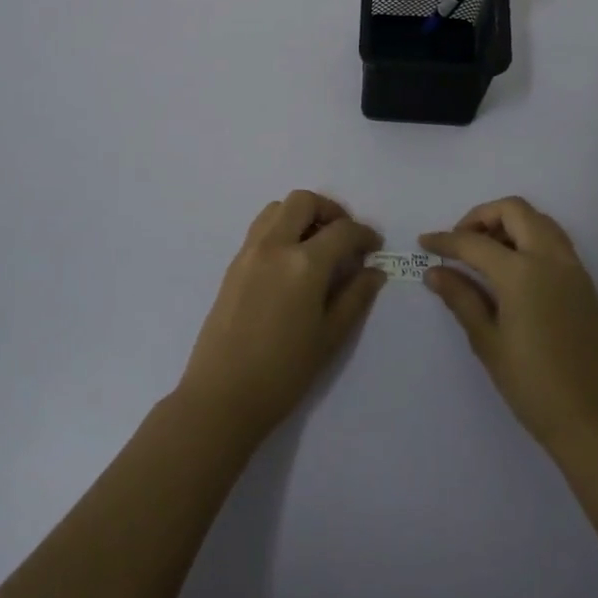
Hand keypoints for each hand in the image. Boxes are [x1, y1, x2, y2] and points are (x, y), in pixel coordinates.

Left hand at [177, 191, 385, 445]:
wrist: (222, 396)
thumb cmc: (284, 372)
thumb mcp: (330, 336)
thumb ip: (355, 297)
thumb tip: (374, 270)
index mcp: (304, 263)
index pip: (342, 231)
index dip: (364, 234)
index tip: (375, 246)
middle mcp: (275, 245)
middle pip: (304, 202)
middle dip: (330, 210)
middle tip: (345, 236)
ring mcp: (249, 252)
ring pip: (278, 208)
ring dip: (302, 214)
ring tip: (317, 244)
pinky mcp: (233, 264)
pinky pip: (261, 228)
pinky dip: (281, 228)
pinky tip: (291, 261)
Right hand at [421, 197, 597, 452]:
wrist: (596, 420)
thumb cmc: (534, 385)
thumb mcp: (488, 343)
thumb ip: (462, 298)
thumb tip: (435, 272)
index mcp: (522, 272)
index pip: (474, 242)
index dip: (445, 240)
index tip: (424, 243)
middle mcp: (550, 258)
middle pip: (514, 210)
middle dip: (481, 217)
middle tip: (460, 242)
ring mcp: (573, 267)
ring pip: (538, 219)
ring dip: (509, 223)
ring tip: (485, 253)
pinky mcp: (585, 282)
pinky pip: (554, 240)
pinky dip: (529, 237)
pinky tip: (513, 269)